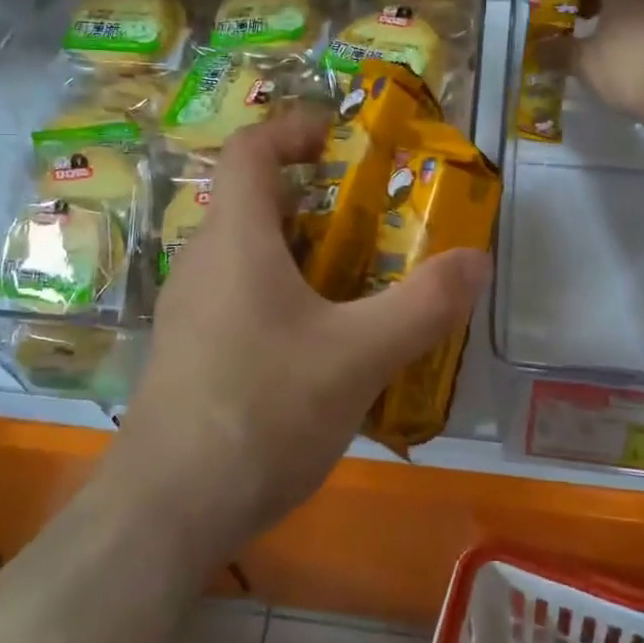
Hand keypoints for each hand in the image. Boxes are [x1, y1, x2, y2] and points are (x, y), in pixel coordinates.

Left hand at [106, 109, 490, 565]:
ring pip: (251, 256)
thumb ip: (423, 305)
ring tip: (362, 285)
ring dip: (305, 254)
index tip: (339, 137)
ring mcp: (191, 312)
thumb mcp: (359, 357)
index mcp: (236, 240)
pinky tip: (324, 349)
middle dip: (317, 200)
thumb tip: (477, 259)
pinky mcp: (191, 354)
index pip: (250, 151)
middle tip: (375, 222)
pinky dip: (287, 298)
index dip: (292, 129)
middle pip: (256, 203)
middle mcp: (204, 263)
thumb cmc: (262, 412)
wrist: (166, 512)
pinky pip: (243, 300)